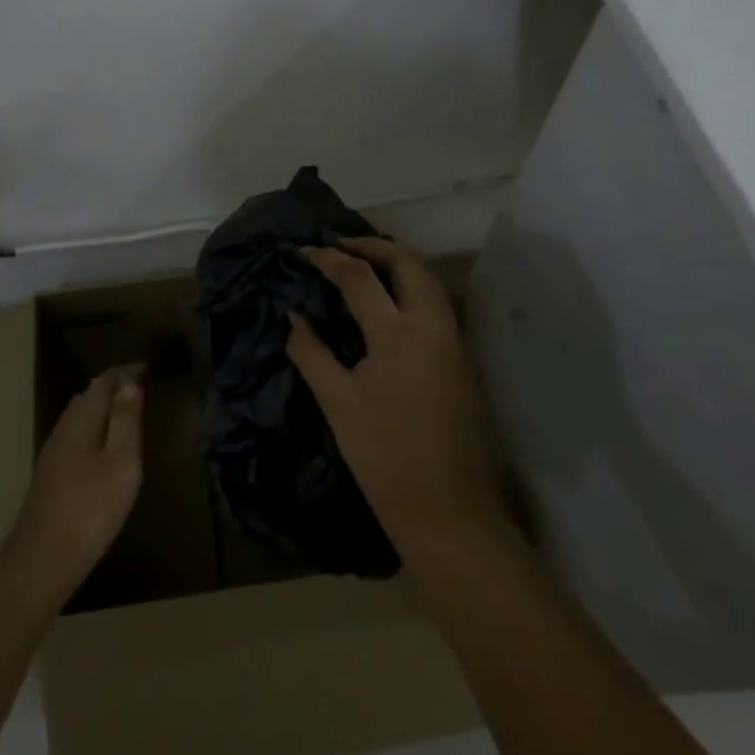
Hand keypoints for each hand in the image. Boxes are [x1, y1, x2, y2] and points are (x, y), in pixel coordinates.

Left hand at [5, 364, 144, 598]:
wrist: (41, 562)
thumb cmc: (90, 509)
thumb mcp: (121, 462)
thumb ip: (125, 420)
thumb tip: (130, 382)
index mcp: (81, 420)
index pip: (103, 381)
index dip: (126, 371)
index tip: (151, 367)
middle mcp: (64, 429)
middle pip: (89, 396)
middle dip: (116, 386)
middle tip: (145, 387)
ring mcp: (54, 454)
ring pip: (81, 417)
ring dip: (105, 408)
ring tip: (132, 413)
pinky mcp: (52, 476)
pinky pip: (78, 436)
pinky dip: (97, 429)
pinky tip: (108, 449)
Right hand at [289, 239, 508, 562]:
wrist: (448, 510)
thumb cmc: (385, 458)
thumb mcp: (338, 404)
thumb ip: (312, 353)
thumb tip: (293, 316)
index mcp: (399, 334)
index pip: (359, 277)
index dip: (328, 258)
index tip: (302, 252)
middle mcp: (433, 325)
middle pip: (407, 263)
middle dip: (372, 245)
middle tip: (339, 244)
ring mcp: (453, 340)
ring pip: (428, 280)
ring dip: (396, 261)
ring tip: (361, 262)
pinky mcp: (460, 358)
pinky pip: (435, 303)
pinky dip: (410, 285)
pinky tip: (388, 299)